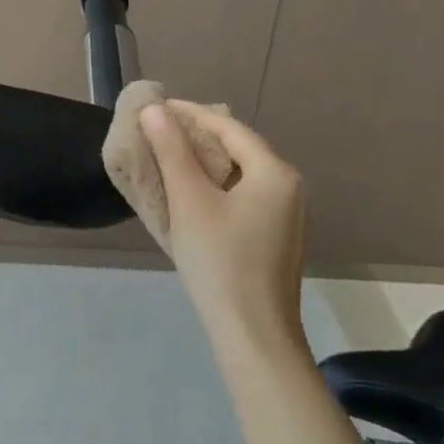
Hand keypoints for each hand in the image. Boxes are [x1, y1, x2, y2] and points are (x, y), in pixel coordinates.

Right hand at [139, 102, 309, 355]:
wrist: (254, 336)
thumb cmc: (220, 262)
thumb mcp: (190, 201)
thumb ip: (172, 151)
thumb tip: (154, 110)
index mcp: (274, 172)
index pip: (227, 127)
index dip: (189, 113)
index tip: (155, 107)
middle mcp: (288, 187)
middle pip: (237, 147)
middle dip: (197, 136)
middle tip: (158, 131)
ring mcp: (286, 215)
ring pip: (240, 173)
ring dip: (204, 162)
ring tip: (168, 157)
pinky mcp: (276, 237)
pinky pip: (243, 196)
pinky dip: (215, 187)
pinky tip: (191, 195)